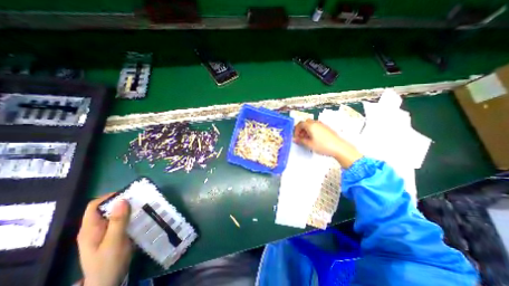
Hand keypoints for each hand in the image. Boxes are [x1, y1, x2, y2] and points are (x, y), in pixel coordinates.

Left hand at [77, 194, 132, 284]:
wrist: (109, 281)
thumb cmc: (109, 262)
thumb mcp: (114, 241)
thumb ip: (118, 221)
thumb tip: (122, 200)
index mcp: (90, 229)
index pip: (94, 206)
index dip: (109, 197)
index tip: (128, 194)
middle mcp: (95, 228)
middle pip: (106, 209)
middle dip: (122, 202)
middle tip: (139, 199)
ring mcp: (104, 232)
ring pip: (115, 214)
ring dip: (128, 208)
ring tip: (143, 205)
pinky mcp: (113, 235)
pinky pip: (121, 220)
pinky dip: (130, 215)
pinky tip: (140, 216)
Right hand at [294, 119, 360, 168]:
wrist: (339, 147)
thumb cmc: (323, 145)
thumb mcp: (309, 144)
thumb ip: (300, 141)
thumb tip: (294, 139)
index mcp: (311, 125)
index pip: (300, 124)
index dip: (296, 130)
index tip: (296, 137)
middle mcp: (316, 123)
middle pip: (305, 123)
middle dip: (301, 129)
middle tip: (300, 137)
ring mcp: (322, 125)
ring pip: (311, 125)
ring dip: (306, 130)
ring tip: (306, 139)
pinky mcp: (326, 128)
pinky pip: (316, 127)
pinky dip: (312, 131)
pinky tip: (314, 139)